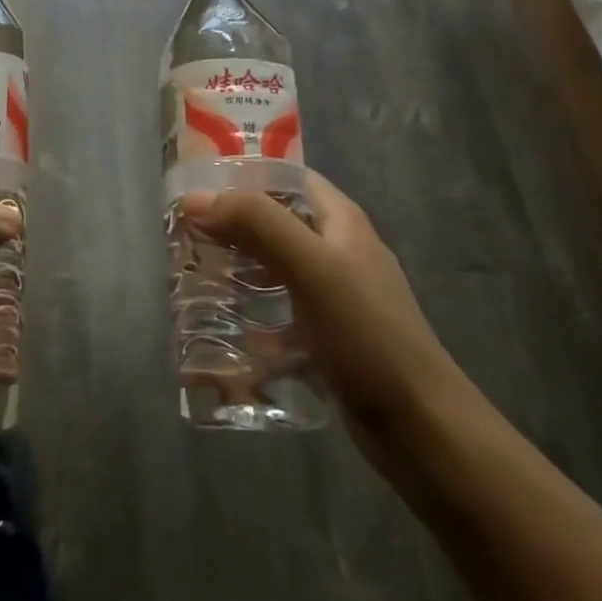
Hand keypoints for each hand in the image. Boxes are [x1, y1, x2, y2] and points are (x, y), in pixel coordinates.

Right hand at [181, 171, 461, 448]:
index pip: (287, 176)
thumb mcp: (312, 268)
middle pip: (276, 222)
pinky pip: (279, 311)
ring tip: (192, 276)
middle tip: (183, 236)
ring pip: (274, 267)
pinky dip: (250, 313)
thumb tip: (195, 198)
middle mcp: (338, 251)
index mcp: (341, 222)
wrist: (419, 426)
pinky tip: (221, 326)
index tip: (196, 187)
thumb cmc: (367, 335)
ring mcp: (334, 296)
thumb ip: (257, 224)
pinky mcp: (326, 335)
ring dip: (236, 268)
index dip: (243, 174)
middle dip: (230, 225)